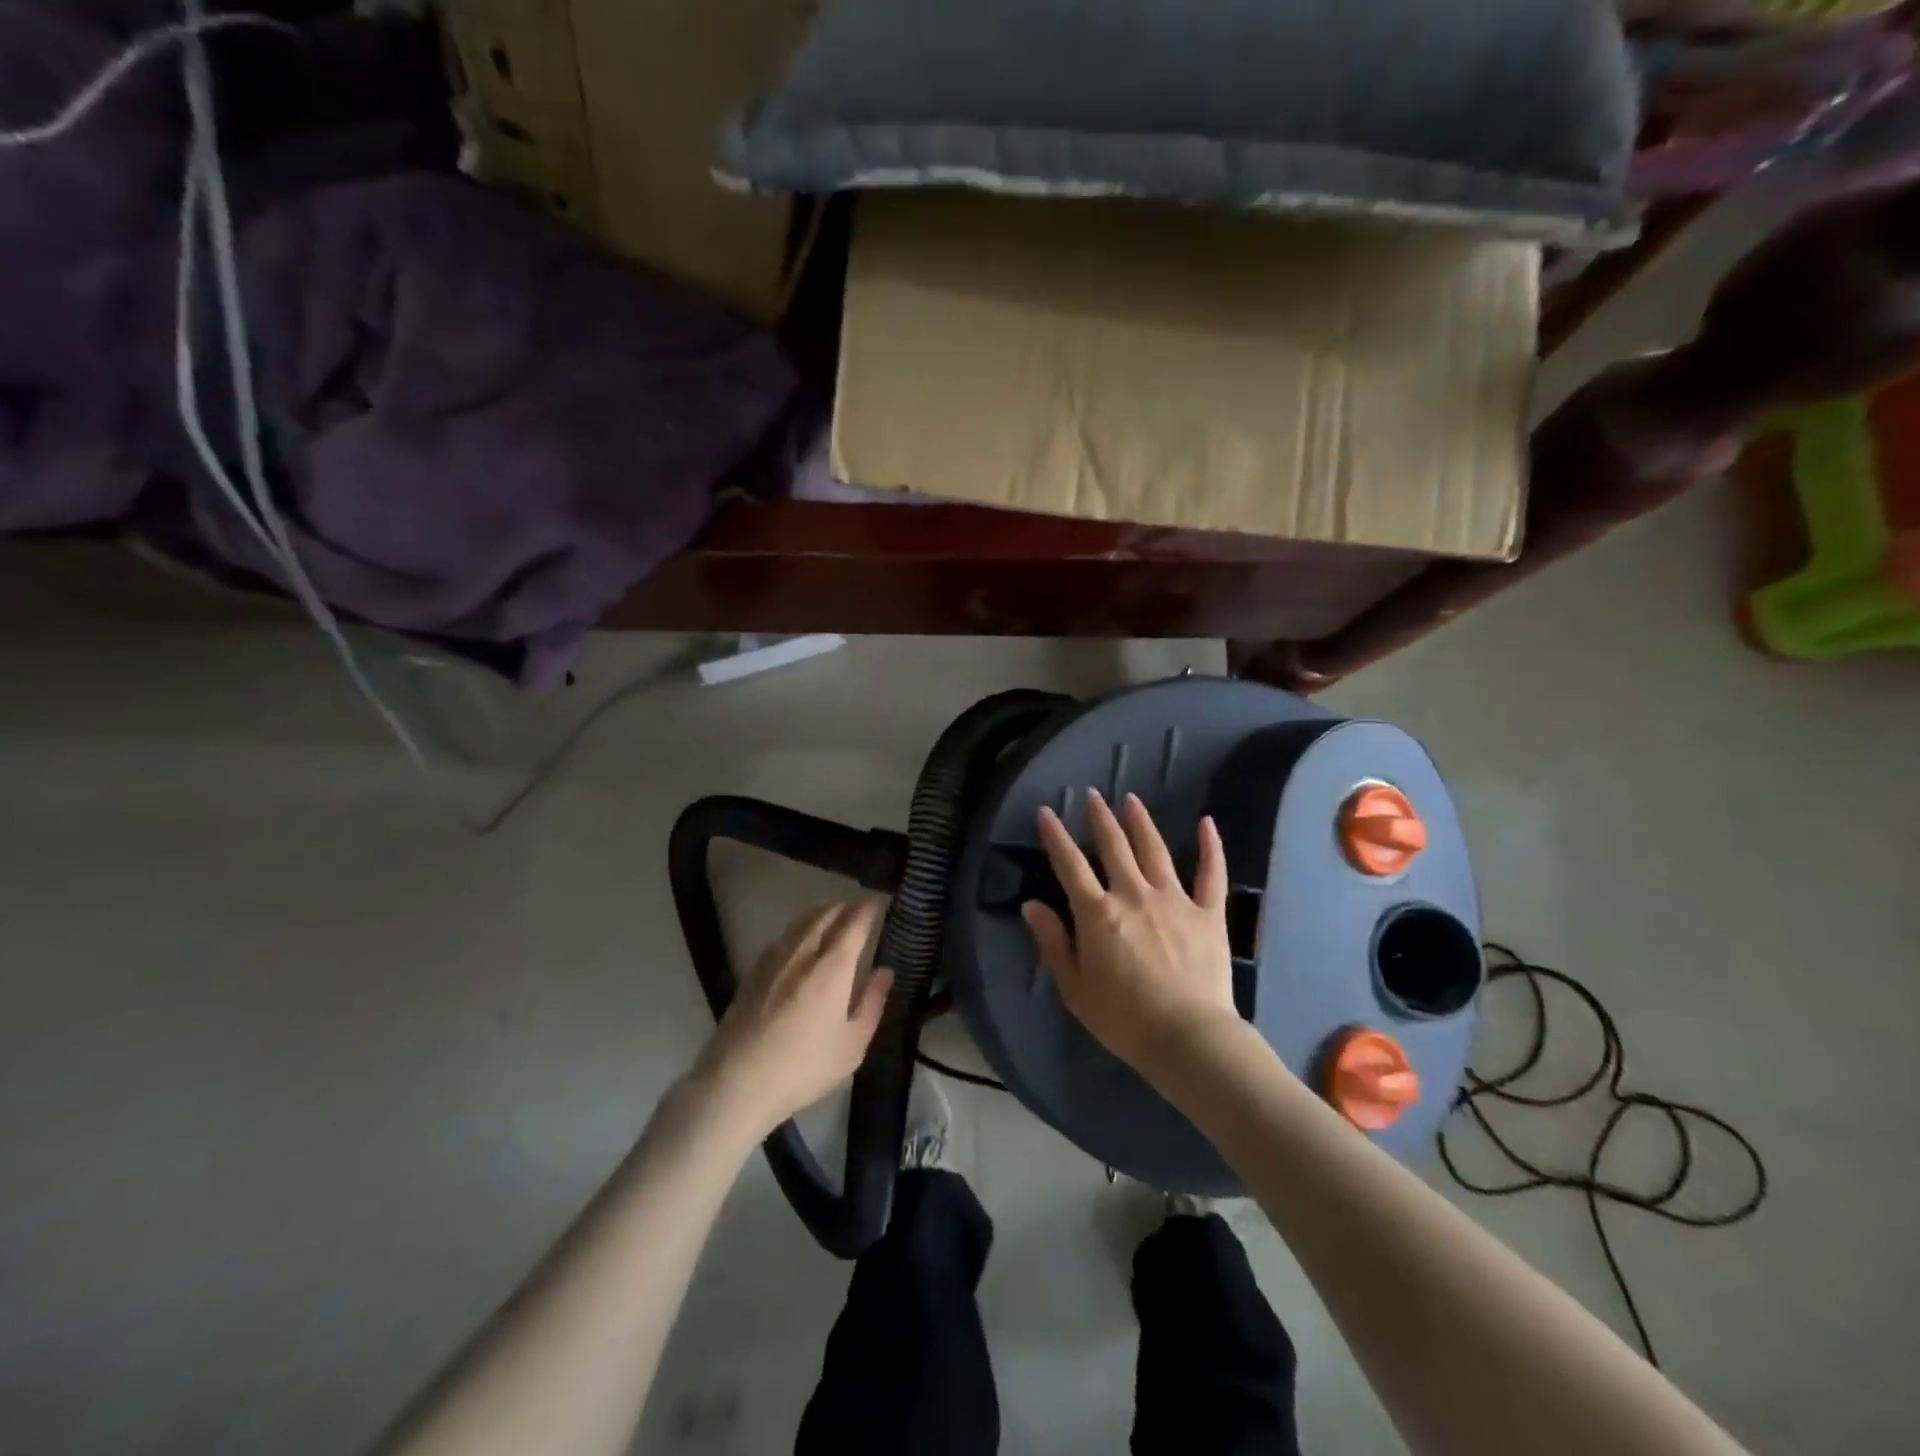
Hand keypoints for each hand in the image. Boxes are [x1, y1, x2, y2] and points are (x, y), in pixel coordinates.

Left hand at [693, 902, 892, 1136]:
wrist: (737, 1083)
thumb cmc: (804, 1067)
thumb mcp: (853, 1044)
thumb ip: (872, 1002)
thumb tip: (885, 971)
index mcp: (832, 967)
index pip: (854, 923)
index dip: (868, 909)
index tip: (879, 903)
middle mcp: (803, 953)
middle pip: (825, 915)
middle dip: (844, 907)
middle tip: (858, 910)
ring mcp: (773, 960)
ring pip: (800, 923)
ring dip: (820, 914)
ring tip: (831, 919)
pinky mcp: (752, 973)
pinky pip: (781, 939)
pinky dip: (797, 931)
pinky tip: (798, 944)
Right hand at [1024, 790, 1237, 1075]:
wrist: (1187, 1038)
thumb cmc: (1123, 1018)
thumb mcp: (1074, 987)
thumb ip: (1052, 942)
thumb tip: (1032, 905)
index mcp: (1098, 914)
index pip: (1070, 865)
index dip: (1055, 836)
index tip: (1046, 812)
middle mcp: (1134, 895)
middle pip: (1114, 847)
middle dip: (1100, 818)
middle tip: (1093, 795)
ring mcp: (1175, 900)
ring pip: (1155, 851)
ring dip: (1141, 823)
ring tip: (1132, 801)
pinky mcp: (1209, 913)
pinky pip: (1211, 874)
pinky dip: (1211, 847)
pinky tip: (1207, 823)